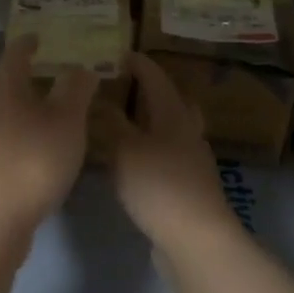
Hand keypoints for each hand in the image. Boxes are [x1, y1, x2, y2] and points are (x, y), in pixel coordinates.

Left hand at [0, 35, 97, 231]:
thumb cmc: (33, 160)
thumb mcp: (66, 122)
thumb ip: (75, 92)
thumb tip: (81, 65)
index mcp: (7, 92)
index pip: (13, 58)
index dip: (24, 45)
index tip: (34, 37)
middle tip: (8, 64)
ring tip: (17, 104)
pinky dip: (3, 132)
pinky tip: (18, 143)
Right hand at [112, 54, 239, 250]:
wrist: (195, 239)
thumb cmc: (159, 185)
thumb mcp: (125, 150)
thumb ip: (110, 122)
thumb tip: (98, 96)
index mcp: (174, 116)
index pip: (157, 80)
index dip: (140, 65)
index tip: (121, 53)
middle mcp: (187, 134)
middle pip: (175, 103)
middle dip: (154, 91)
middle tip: (129, 85)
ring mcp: (191, 162)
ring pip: (173, 130)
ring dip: (152, 121)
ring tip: (126, 121)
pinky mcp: (187, 188)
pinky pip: (167, 156)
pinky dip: (150, 149)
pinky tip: (132, 160)